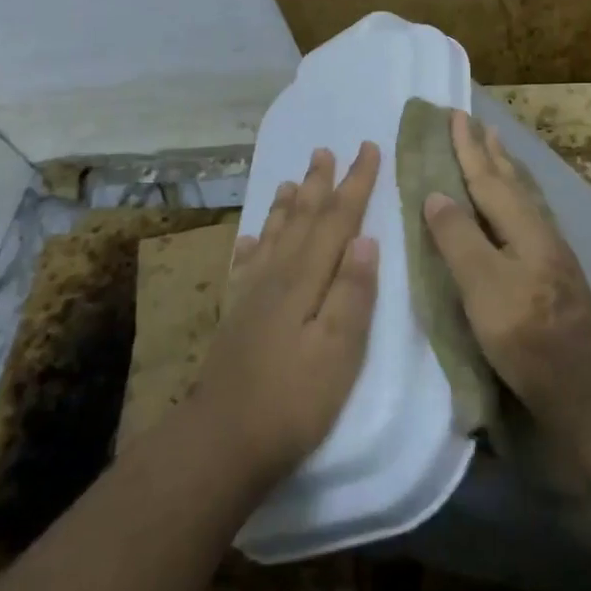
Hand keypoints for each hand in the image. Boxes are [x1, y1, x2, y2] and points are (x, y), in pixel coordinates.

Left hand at [192, 142, 380, 489]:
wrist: (221, 441)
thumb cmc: (293, 399)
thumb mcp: (338, 351)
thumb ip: (353, 293)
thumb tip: (366, 239)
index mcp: (306, 279)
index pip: (337, 220)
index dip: (355, 184)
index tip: (369, 148)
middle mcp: (277, 275)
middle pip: (303, 218)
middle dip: (319, 182)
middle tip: (326, 148)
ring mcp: (252, 294)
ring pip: (274, 234)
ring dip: (288, 204)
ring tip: (293, 179)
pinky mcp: (237, 315)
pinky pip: (246, 264)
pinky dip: (254, 242)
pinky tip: (253, 237)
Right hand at [422, 111, 590, 452]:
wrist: (580, 381)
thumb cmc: (526, 333)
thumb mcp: (483, 286)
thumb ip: (459, 238)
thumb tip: (437, 194)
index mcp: (522, 227)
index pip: (488, 178)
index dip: (468, 148)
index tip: (454, 115)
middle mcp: (539, 229)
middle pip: (511, 181)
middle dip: (490, 152)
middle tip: (478, 124)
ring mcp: (549, 250)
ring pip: (523, 197)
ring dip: (506, 171)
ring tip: (497, 152)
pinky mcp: (551, 271)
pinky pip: (526, 215)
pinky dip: (514, 198)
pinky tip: (514, 208)